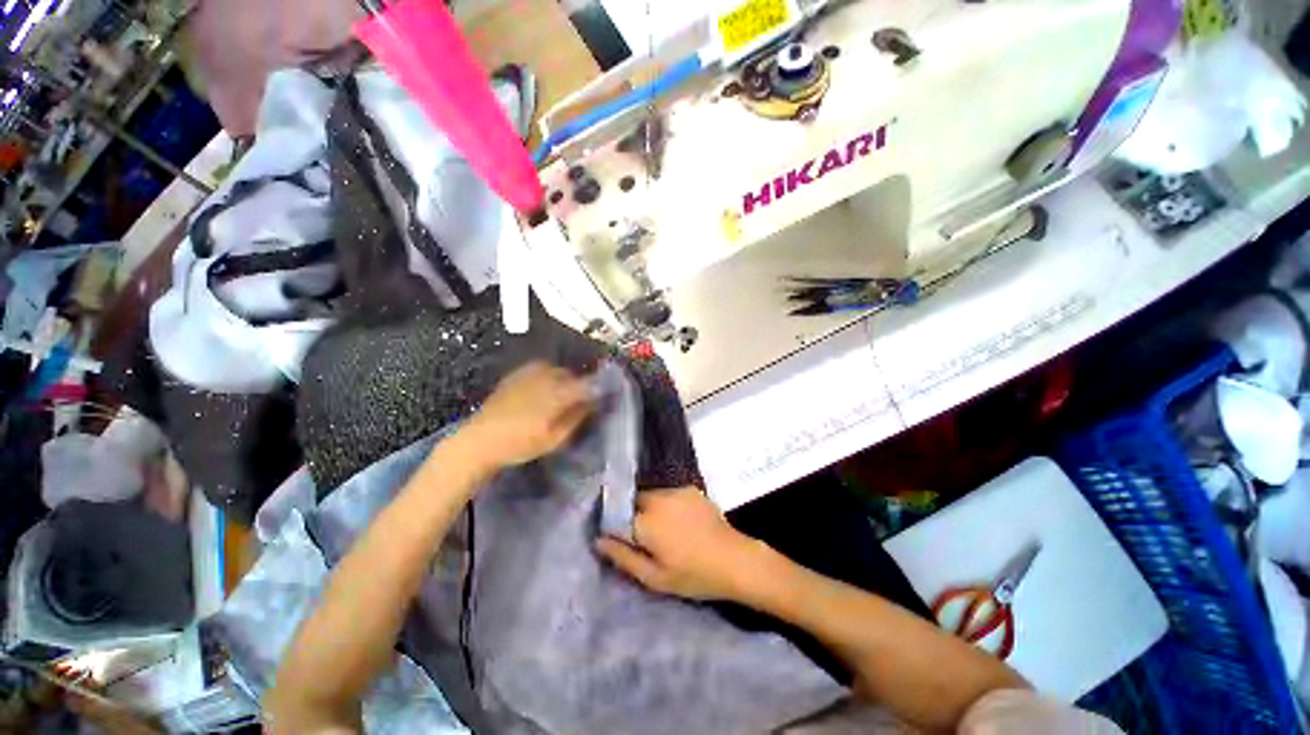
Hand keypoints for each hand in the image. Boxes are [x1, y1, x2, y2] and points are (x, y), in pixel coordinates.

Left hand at [462, 361, 593, 470]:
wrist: (480, 439)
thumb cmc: (521, 443)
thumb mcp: (556, 438)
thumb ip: (578, 417)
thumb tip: (594, 402)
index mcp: (559, 392)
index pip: (589, 384)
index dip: (601, 388)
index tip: (606, 396)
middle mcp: (547, 375)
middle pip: (573, 376)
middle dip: (579, 386)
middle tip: (580, 403)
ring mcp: (531, 371)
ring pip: (558, 371)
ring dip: (564, 382)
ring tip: (560, 399)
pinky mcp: (518, 372)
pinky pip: (543, 370)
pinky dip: (549, 379)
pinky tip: (543, 393)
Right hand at [596, 487, 762, 600]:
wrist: (734, 560)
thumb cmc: (693, 575)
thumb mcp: (654, 577)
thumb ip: (623, 557)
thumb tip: (599, 540)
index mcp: (646, 522)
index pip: (617, 514)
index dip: (615, 524)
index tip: (618, 536)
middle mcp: (658, 500)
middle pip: (634, 500)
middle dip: (633, 514)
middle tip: (645, 536)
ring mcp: (676, 491)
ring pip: (651, 495)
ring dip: (650, 507)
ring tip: (664, 529)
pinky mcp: (691, 489)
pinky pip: (669, 493)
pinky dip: (667, 503)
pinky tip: (680, 521)